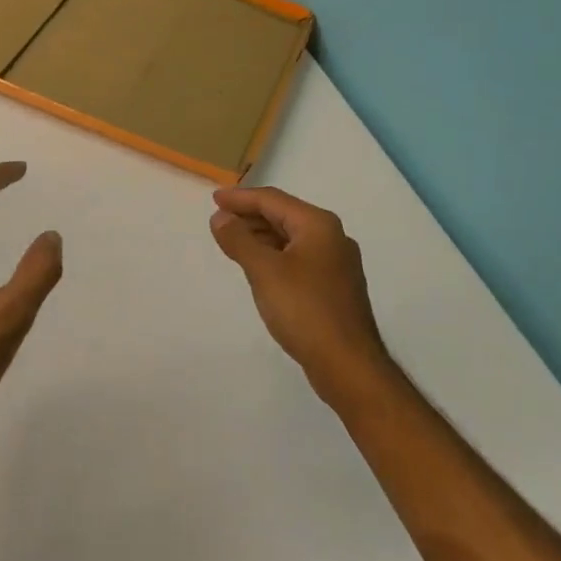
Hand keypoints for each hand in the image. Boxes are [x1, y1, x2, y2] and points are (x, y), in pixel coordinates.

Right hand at [210, 186, 393, 410]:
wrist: (347, 363)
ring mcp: (336, 263)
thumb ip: (239, 240)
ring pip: (291, 238)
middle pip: (284, 215)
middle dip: (250, 215)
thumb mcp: (264, 271)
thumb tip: (220, 217)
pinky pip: (298, 257)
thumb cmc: (304, 310)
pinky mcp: (333, 286)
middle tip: (219, 219)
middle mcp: (331, 237)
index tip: (214, 199)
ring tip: (232, 240)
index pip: (273, 200)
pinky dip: (274, 254)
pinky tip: (258, 266)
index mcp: (318, 225)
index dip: (241, 198)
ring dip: (261, 235)